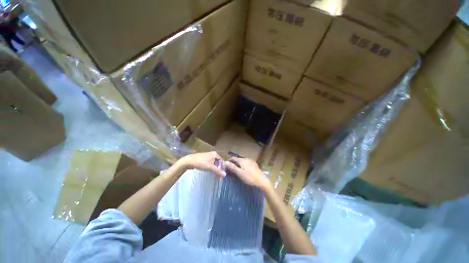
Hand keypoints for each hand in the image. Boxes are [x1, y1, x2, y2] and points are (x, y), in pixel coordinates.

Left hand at [179, 151, 225, 177]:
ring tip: (214, 175)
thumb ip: (218, 171)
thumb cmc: (201, 163)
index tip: (222, 174)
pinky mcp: (203, 158)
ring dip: (214, 168)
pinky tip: (208, 171)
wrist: (188, 161)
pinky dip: (210, 167)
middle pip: (218, 162)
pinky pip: (209, 163)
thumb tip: (225, 174)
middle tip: (218, 176)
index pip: (222, 161)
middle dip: (218, 169)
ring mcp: (207, 155)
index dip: (222, 168)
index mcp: (215, 154)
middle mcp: (212, 153)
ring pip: (213, 163)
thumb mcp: (210, 167)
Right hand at [225, 157, 270, 190]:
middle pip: (238, 159)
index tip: (225, 165)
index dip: (228, 160)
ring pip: (242, 161)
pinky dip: (243, 166)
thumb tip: (225, 162)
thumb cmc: (249, 177)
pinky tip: (244, 170)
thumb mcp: (239, 173)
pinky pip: (246, 163)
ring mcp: (251, 161)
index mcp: (242, 160)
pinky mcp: (254, 165)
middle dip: (233, 163)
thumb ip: (232, 167)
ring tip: (236, 170)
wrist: (262, 180)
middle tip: (230, 169)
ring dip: (238, 164)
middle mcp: (246, 159)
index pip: (233, 158)